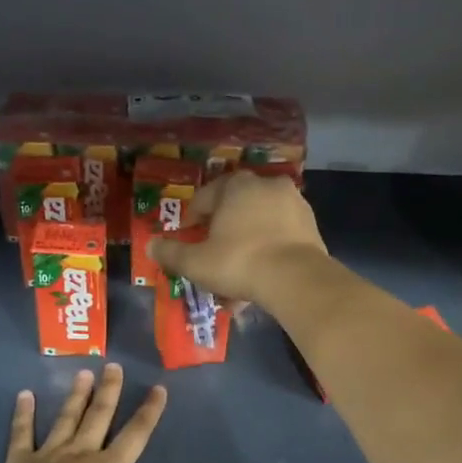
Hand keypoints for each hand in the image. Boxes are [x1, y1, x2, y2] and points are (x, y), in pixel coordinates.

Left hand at [0, 363, 220, 462]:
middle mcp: (82, 453)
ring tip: (82, 373)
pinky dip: (23, 415)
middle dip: (108, 392)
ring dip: (75, 397)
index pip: (136, 434)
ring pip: (66, 420)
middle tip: (112, 365)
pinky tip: (24, 395)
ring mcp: (50, 455)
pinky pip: (23, 434)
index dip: (149, 412)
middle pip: (99, 417)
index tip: (158, 387)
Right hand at [146, 170, 326, 307]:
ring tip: (238, 271)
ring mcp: (293, 202)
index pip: (206, 197)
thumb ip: (171, 254)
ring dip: (247, 242)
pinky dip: (268, 249)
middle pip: (235, 207)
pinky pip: (280, 234)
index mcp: (236, 185)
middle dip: (222, 231)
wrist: (296, 278)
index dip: (193, 218)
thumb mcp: (196, 262)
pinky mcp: (311, 224)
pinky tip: (261, 274)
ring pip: (259, 222)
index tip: (188, 237)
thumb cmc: (239, 262)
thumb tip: (150, 246)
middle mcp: (266, 184)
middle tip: (213, 254)